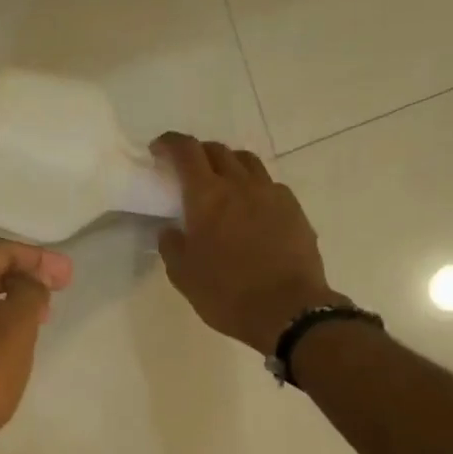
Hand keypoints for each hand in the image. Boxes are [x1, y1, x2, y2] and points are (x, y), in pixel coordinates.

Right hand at [151, 133, 342, 353]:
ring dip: (228, 164)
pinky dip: (253, 187)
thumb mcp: (184, 276)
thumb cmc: (227, 294)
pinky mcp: (294, 209)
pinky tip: (250, 209)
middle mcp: (240, 185)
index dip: (169, 143)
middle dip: (198, 153)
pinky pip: (269, 185)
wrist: (288, 310)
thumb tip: (170, 230)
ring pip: (246, 162)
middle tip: (187, 171)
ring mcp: (271, 194)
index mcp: (207, 197)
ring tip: (221, 183)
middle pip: (217, 151)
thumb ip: (172, 246)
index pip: (186, 151)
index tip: (159, 150)